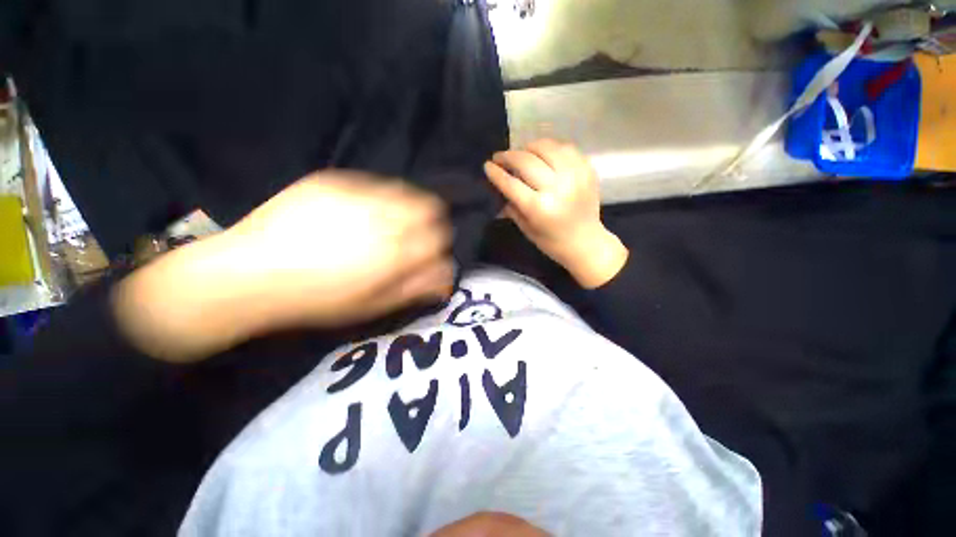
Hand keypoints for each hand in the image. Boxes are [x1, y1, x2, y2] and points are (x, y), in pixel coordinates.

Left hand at [114, 171, 453, 361]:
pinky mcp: (332, 180)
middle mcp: (384, 218)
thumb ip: (415, 287)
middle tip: (412, 235)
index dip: (439, 244)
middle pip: (429, 207)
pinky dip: (378, 197)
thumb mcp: (372, 304)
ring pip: (405, 191)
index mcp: (396, 252)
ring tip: (388, 222)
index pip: (440, 236)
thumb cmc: (318, 300)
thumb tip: (446, 276)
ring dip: (407, 206)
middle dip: (429, 221)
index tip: (428, 252)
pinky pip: (372, 184)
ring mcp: (357, 194)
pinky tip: (359, 212)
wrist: (248, 273)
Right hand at [484, 139, 626, 288]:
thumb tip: (501, 185)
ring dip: (528, 147)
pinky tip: (543, 155)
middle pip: (526, 161)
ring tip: (521, 153)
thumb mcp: (526, 228)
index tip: (487, 165)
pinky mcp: (587, 170)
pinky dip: (550, 148)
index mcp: (539, 208)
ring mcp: (574, 176)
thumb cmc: (552, 241)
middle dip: (508, 156)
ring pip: (546, 147)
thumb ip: (512, 206)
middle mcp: (557, 188)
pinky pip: (565, 148)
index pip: (511, 183)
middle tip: (500, 157)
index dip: (496, 172)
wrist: (586, 242)